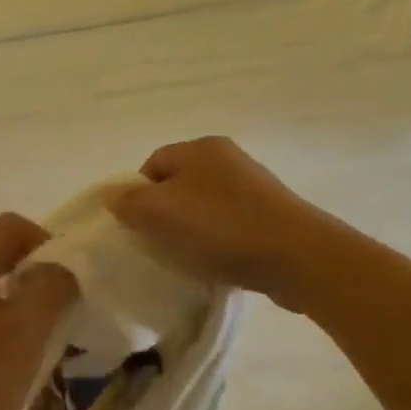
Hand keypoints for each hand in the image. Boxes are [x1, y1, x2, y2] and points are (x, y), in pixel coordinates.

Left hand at [0, 214, 78, 409]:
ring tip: (44, 327)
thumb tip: (57, 270)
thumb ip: (50, 286)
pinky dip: (1, 313)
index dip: (46, 240)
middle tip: (62, 302)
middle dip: (35, 268)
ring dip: (20, 293)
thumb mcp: (28, 329)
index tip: (69, 276)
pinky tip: (16, 347)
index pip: (9, 226)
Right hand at [109, 137, 329, 306]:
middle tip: (157, 244)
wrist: (296, 256)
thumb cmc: (220, 228)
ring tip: (187, 258)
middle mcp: (228, 159)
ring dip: (190, 231)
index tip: (136, 228)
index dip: (136, 195)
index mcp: (200, 148)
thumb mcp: (160, 213)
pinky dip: (217, 242)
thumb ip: (129, 203)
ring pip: (203, 207)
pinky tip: (216, 262)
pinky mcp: (271, 215)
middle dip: (163, 215)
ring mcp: (253, 186)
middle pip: (178, 185)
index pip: (152, 164)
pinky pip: (229, 225)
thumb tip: (113, 196)